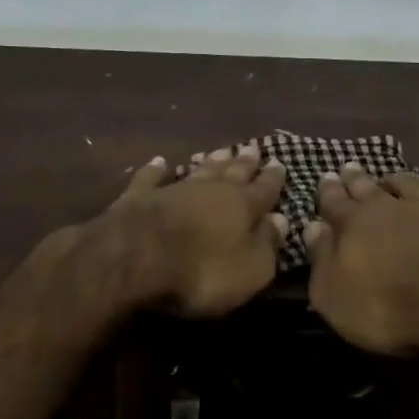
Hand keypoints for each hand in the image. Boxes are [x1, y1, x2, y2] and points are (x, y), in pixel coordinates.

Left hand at [90, 143, 287, 316]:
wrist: (135, 257)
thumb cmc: (201, 270)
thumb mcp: (249, 270)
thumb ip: (268, 244)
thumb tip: (282, 220)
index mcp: (242, 206)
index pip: (264, 189)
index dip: (273, 178)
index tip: (280, 162)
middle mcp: (211, 189)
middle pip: (232, 172)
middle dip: (245, 162)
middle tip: (253, 148)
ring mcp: (174, 189)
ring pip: (199, 170)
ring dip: (211, 161)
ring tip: (222, 150)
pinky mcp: (139, 197)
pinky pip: (150, 178)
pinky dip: (156, 170)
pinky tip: (159, 162)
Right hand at [304, 162, 418, 356]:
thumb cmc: (388, 307)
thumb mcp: (335, 296)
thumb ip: (321, 259)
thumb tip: (311, 227)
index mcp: (354, 223)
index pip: (334, 201)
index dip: (328, 190)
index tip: (325, 176)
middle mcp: (390, 206)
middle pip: (369, 187)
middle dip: (356, 178)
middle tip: (350, 167)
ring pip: (410, 184)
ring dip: (398, 180)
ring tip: (392, 177)